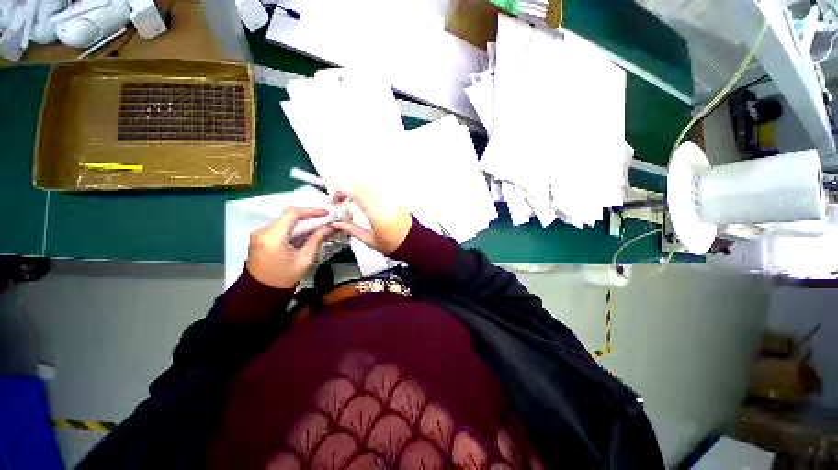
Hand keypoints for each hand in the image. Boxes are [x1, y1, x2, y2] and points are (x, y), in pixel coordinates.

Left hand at [247, 207, 331, 288]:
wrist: (261, 291)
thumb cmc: (284, 278)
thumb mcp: (304, 259)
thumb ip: (315, 240)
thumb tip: (329, 228)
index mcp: (273, 237)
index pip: (292, 214)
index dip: (311, 211)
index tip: (325, 213)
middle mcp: (262, 231)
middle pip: (288, 216)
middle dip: (307, 216)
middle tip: (324, 219)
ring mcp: (258, 234)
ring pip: (284, 220)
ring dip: (300, 222)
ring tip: (317, 225)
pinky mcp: (259, 237)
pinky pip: (278, 227)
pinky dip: (292, 227)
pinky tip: (304, 232)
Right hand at [330, 184, 411, 254]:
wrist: (414, 242)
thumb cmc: (393, 244)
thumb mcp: (370, 240)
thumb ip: (352, 230)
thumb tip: (336, 223)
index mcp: (375, 213)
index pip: (354, 192)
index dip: (341, 192)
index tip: (335, 201)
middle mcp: (383, 201)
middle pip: (361, 185)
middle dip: (347, 189)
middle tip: (342, 200)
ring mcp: (391, 198)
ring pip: (370, 185)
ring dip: (358, 189)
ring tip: (352, 201)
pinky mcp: (396, 198)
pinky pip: (379, 189)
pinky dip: (369, 192)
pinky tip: (366, 201)